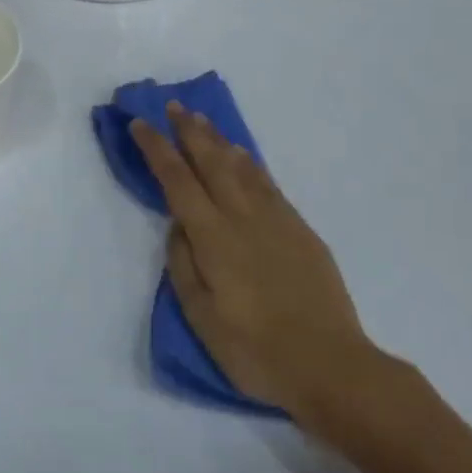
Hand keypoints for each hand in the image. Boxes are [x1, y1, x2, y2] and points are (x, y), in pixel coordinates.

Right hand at [130, 106, 391, 434]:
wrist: (331, 366)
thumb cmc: (256, 350)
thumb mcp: (202, 317)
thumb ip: (183, 265)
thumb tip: (178, 225)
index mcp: (213, 237)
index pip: (177, 180)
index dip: (157, 149)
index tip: (141, 124)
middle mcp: (243, 216)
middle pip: (211, 160)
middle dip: (189, 130)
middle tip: (174, 106)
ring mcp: (276, 219)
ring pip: (241, 165)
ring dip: (218, 139)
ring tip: (203, 121)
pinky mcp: (300, 229)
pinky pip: (267, 182)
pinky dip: (249, 162)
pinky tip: (243, 155)